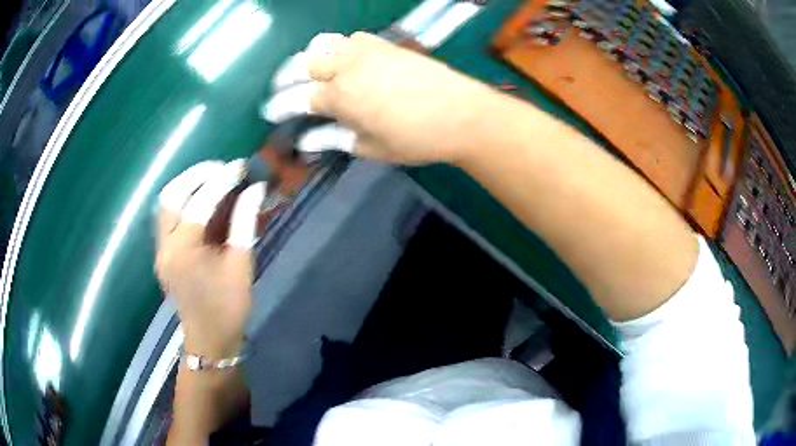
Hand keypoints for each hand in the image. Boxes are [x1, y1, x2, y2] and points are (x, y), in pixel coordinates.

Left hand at [156, 160, 264, 358]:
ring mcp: (160, 249)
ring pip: (166, 203)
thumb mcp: (241, 265)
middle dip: (197, 175)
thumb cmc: (229, 307)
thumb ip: (244, 222)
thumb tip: (254, 189)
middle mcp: (165, 245)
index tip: (241, 166)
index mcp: (185, 251)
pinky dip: (183, 201)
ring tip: (213, 180)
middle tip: (222, 170)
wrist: (209, 340)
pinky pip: (167, 216)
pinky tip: (202, 201)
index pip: (201, 202)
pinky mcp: (162, 253)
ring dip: (187, 185)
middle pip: (172, 195)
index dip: (223, 180)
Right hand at [265, 32, 498, 164]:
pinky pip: (351, 38)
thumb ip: (334, 139)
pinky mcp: (385, 44)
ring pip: (324, 44)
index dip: (279, 107)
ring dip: (311, 58)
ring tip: (312, 74)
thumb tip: (307, 140)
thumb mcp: (371, 148)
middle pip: (302, 63)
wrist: (463, 114)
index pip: (297, 98)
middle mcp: (346, 66)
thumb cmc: (417, 139)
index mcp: (339, 96)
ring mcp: (366, 50)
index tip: (269, 112)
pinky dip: (339, 48)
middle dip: (286, 78)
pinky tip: (345, 61)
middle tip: (283, 91)